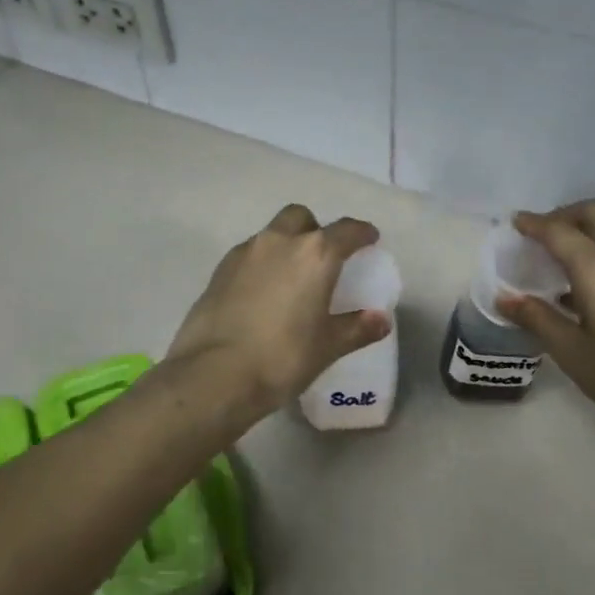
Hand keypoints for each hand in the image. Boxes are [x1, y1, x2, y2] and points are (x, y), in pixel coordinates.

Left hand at [167, 205, 390, 416]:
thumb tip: (380, 320)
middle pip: (301, 218)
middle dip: (315, 230)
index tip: (369, 239)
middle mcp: (279, 242)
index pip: (346, 230)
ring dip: (285, 245)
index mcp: (314, 255)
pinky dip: (261, 264)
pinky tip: (262, 293)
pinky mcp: (219, 270)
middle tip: (323, 258)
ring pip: (271, 234)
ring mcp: (244, 253)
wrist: (214, 375)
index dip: (361, 233)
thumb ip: (357, 328)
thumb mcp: (327, 347)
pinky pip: (248, 255)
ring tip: (291, 278)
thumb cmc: (282, 358)